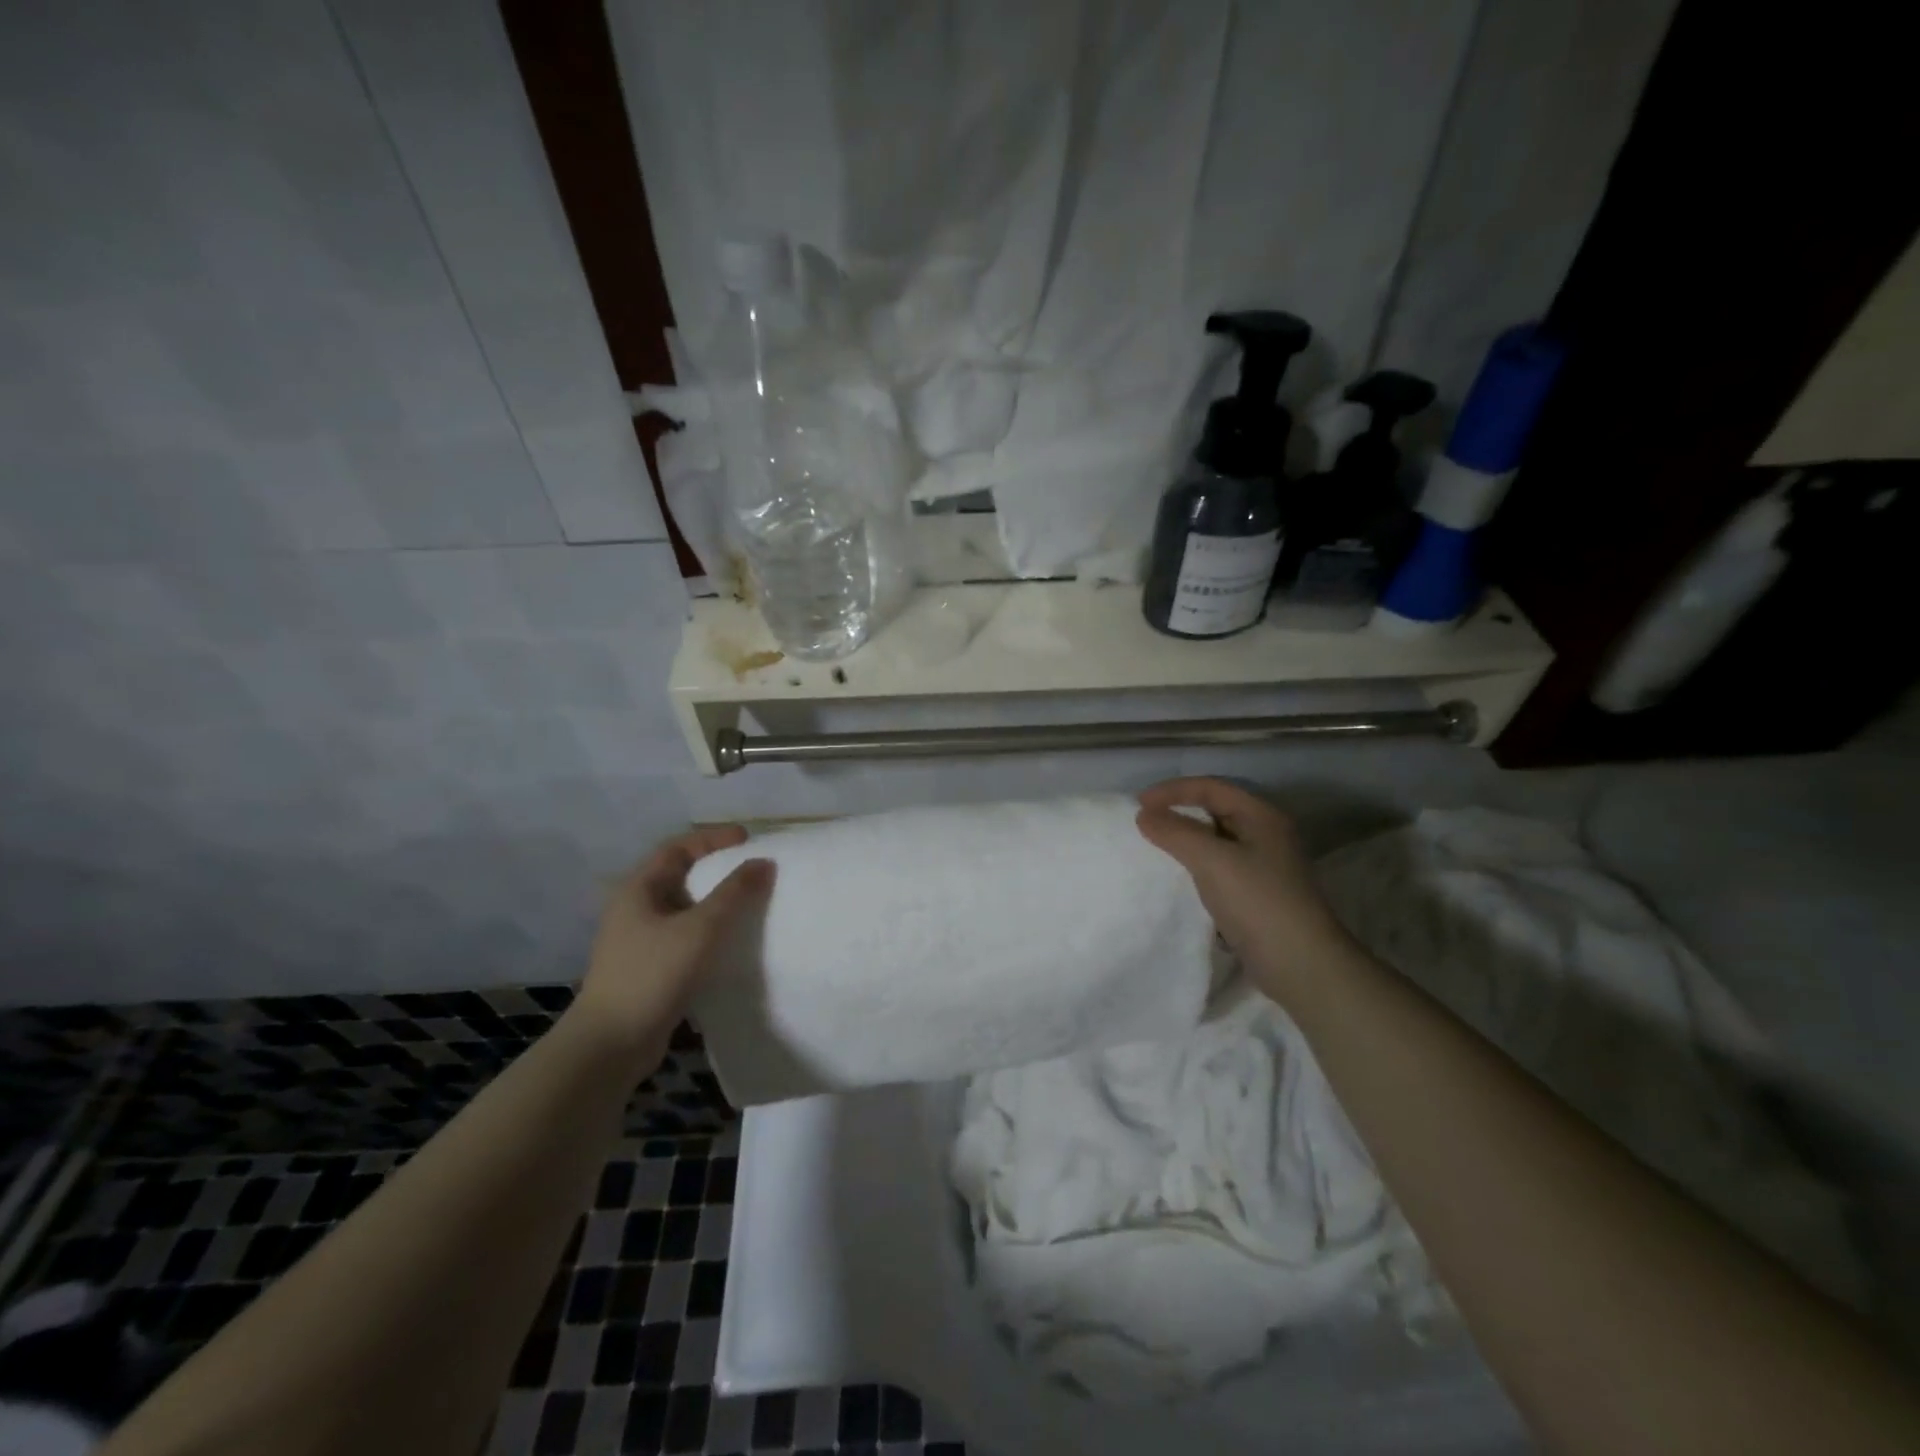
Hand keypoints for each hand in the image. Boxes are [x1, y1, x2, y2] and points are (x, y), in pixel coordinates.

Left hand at [570, 825, 774, 1061]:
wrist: (610, 1045)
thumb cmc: (652, 975)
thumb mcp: (700, 928)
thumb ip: (734, 893)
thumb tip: (764, 862)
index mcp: (638, 889)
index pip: (677, 848)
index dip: (712, 839)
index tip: (748, 839)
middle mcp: (634, 909)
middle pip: (679, 876)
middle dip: (716, 869)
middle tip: (752, 869)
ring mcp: (639, 942)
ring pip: (683, 909)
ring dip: (715, 903)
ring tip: (749, 904)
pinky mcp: (648, 969)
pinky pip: (684, 937)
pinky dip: (709, 933)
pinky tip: (731, 944)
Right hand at [1136, 778, 1355, 1009]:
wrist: (1301, 965)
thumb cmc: (1258, 902)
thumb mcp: (1212, 861)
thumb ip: (1176, 832)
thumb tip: (1145, 814)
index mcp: (1261, 816)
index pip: (1211, 788)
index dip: (1173, 790)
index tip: (1138, 804)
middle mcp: (1266, 834)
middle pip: (1215, 810)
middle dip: (1179, 812)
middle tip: (1145, 822)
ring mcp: (1264, 865)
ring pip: (1216, 840)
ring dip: (1186, 840)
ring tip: (1156, 847)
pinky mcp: (1258, 893)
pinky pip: (1219, 867)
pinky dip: (1196, 866)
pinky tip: (1178, 878)